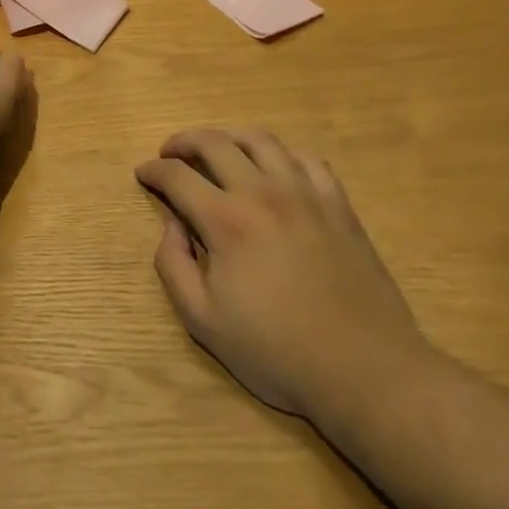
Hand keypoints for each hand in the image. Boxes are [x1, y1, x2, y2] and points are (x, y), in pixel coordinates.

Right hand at [136, 129, 434, 437]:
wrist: (365, 371)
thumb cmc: (277, 352)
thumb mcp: (203, 322)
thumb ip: (173, 266)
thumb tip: (171, 226)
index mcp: (226, 221)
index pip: (177, 176)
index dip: (153, 170)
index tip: (143, 173)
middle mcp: (263, 193)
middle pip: (215, 143)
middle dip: (183, 142)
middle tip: (170, 153)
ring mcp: (305, 194)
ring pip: (260, 140)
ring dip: (228, 137)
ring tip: (216, 149)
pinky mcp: (338, 205)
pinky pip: (306, 159)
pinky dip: (281, 154)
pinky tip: (274, 169)